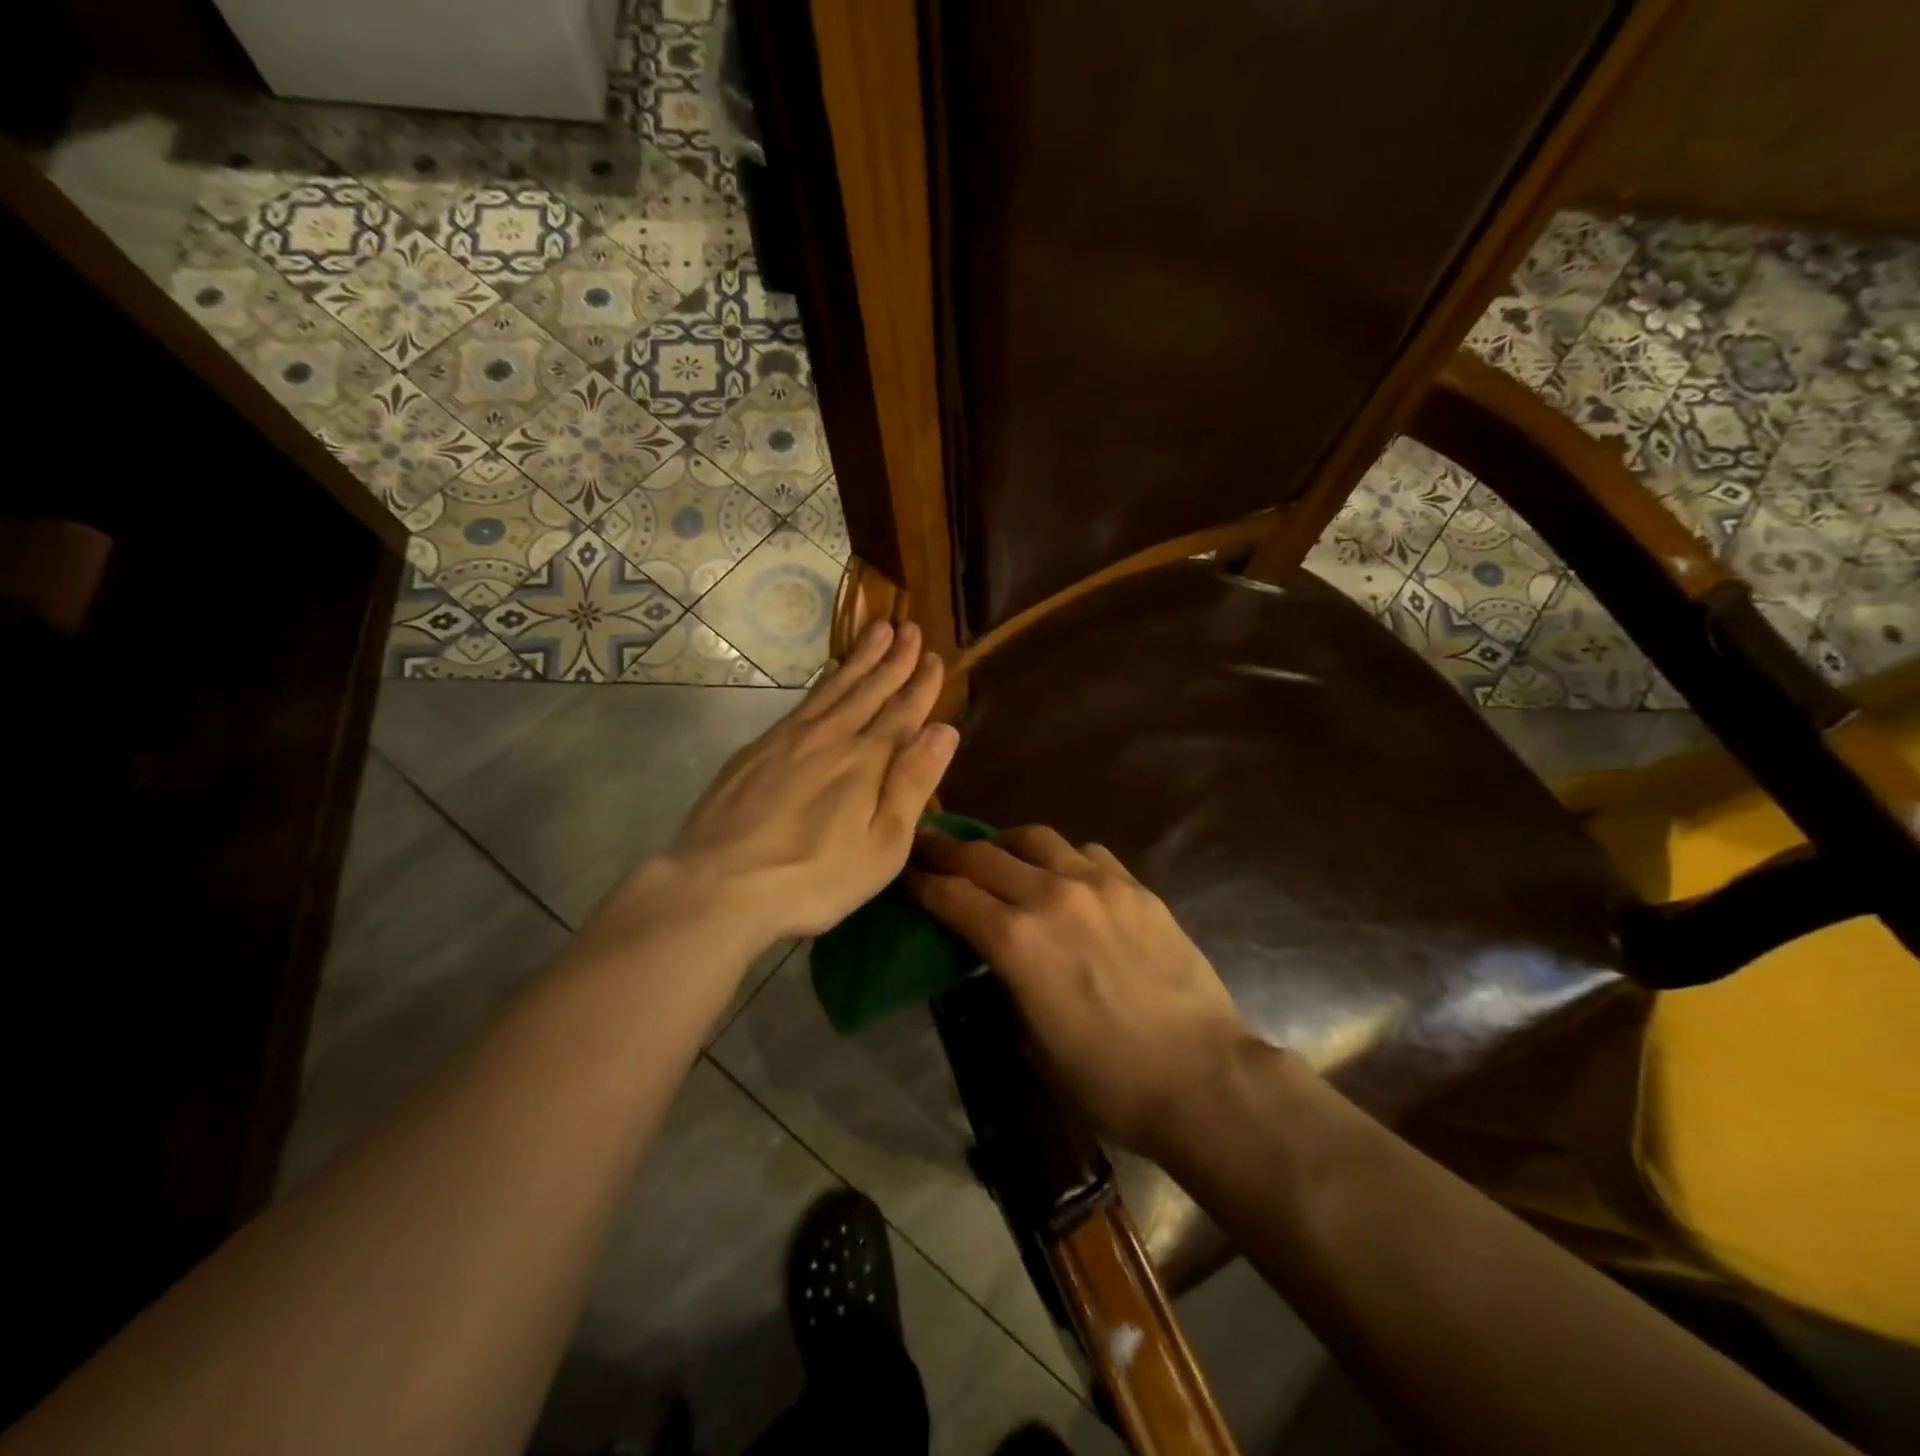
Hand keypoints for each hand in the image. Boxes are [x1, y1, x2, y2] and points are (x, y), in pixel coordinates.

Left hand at [660, 619, 958, 940]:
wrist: (719, 884)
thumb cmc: (814, 877)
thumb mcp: (883, 846)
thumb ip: (913, 783)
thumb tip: (943, 730)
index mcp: (867, 761)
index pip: (903, 712)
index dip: (921, 684)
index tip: (935, 657)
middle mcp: (831, 737)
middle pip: (869, 689)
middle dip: (894, 658)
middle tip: (909, 627)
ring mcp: (789, 738)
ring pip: (834, 687)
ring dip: (860, 658)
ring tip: (877, 631)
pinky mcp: (757, 748)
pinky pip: (802, 700)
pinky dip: (822, 680)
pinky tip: (828, 673)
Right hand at [906, 826, 1251, 1153]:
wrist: (1202, 1077)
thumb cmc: (1109, 1081)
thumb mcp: (1033, 1042)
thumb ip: (1006, 985)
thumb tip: (998, 959)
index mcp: (1016, 942)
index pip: (952, 895)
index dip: (921, 881)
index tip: (905, 870)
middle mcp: (1051, 897)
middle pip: (984, 855)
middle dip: (947, 849)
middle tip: (929, 844)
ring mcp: (1099, 885)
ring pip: (1035, 839)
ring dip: (1004, 843)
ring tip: (996, 852)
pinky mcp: (1136, 887)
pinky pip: (1086, 853)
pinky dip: (1061, 857)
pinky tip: (1063, 874)